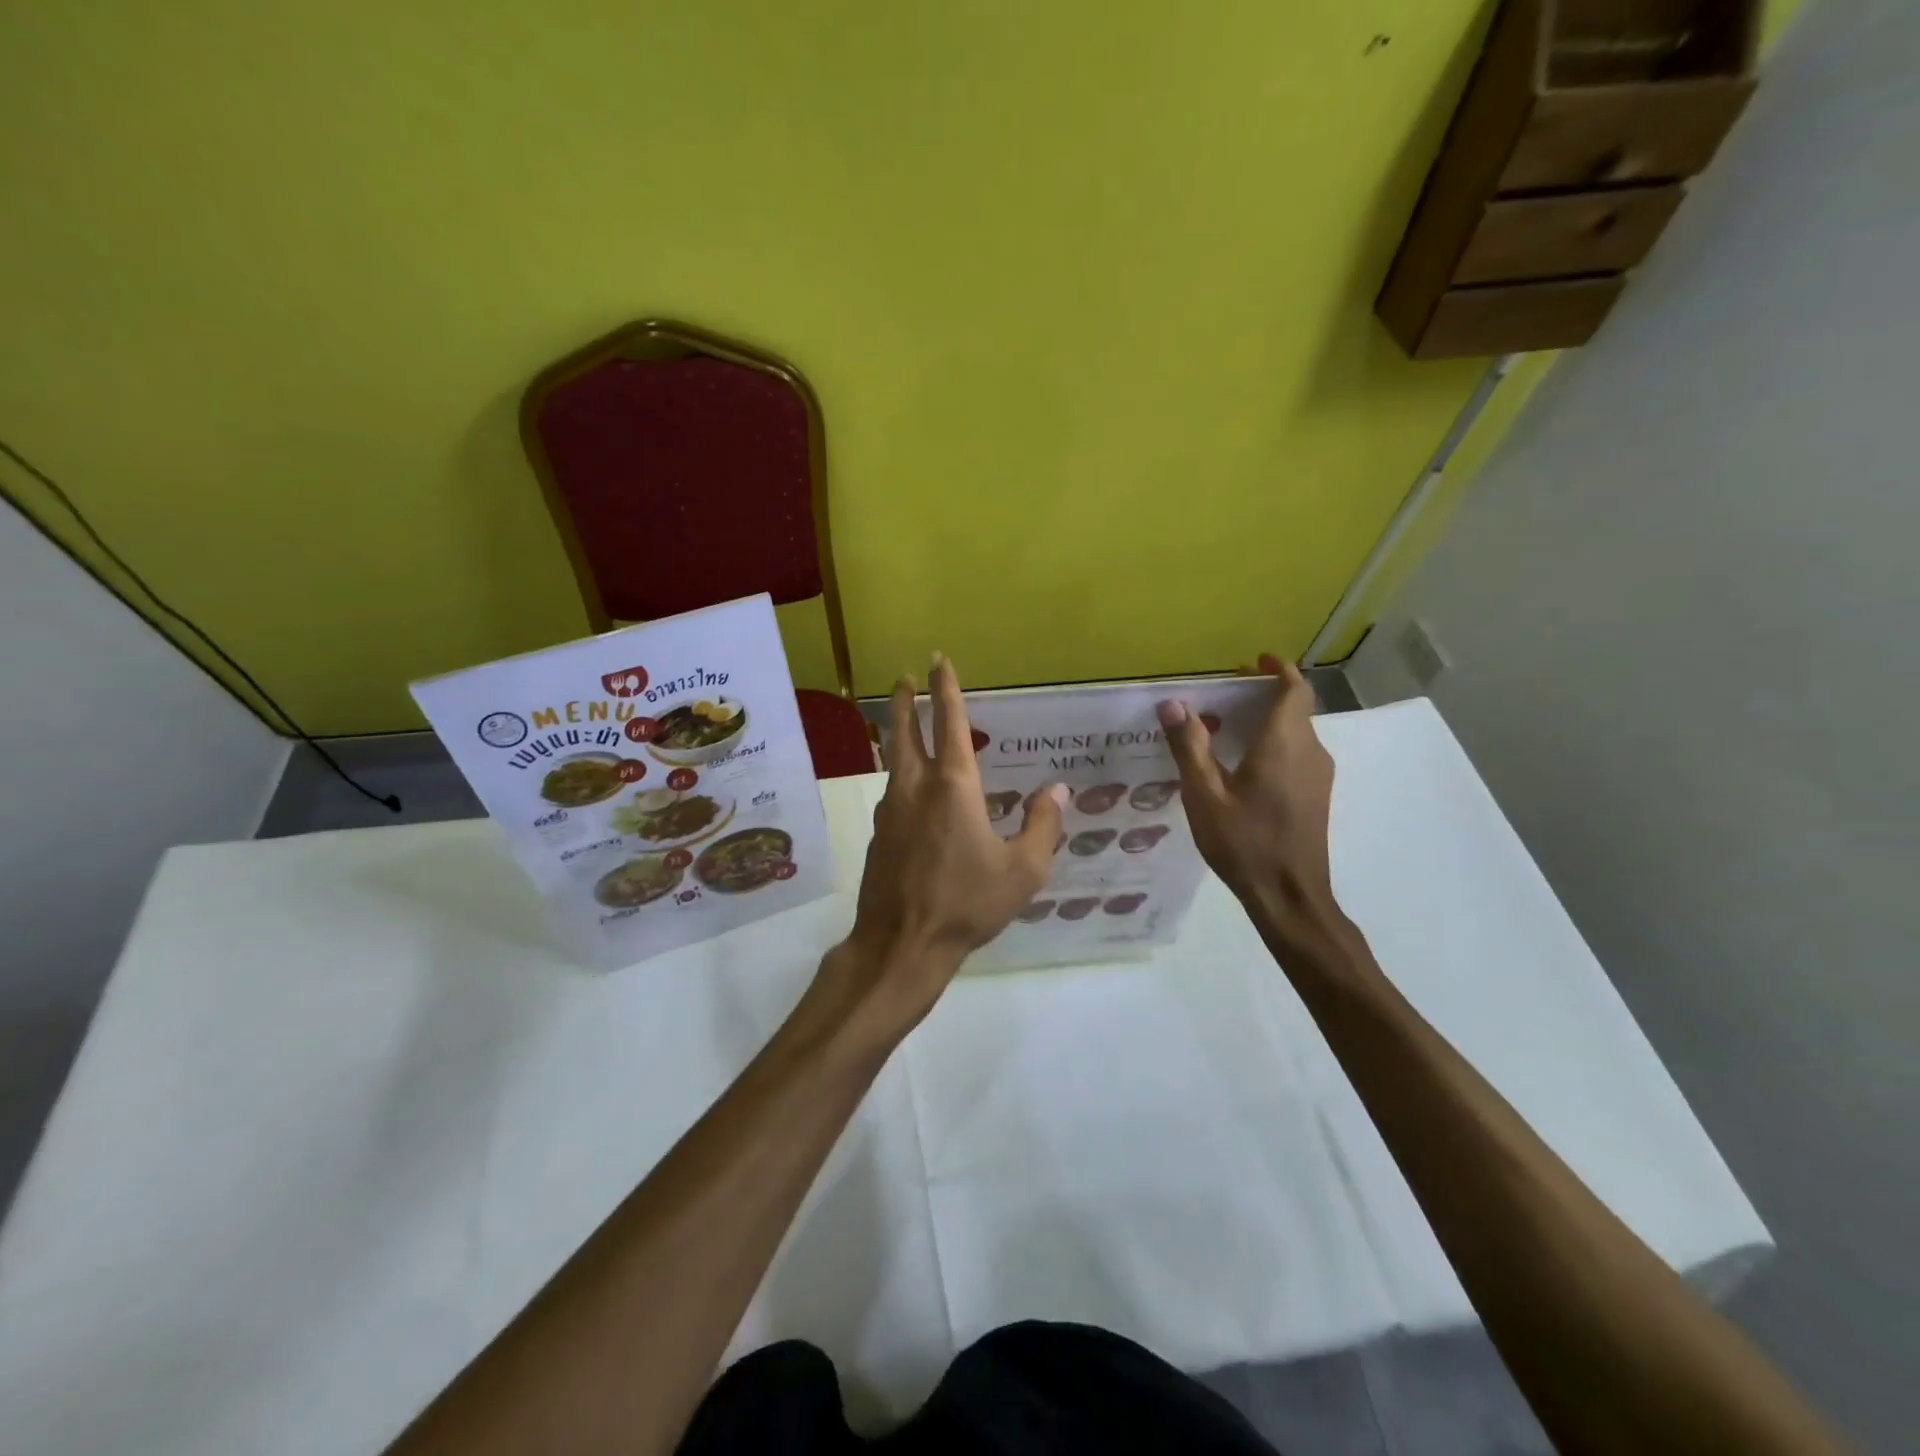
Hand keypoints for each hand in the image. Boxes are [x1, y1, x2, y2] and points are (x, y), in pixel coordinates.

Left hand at [818, 654, 1066, 1042]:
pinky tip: (915, 795)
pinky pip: (894, 793)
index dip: (946, 689)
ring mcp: (890, 810)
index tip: (938, 661)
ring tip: (910, 730)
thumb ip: (1042, 825)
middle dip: (906, 700)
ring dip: (899, 736)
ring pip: (894, 760)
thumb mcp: (1023, 870)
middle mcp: (916, 788)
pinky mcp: (879, 835)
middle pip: (904, 731)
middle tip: (905, 678)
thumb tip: (1056, 789)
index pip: (950, 723)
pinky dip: (903, 777)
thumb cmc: (967, 904)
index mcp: (953, 787)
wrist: (901, 944)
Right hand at [1157, 654, 1338, 932]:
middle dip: (1265, 694)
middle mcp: (1310, 751)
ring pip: (1297, 732)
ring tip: (1227, 729)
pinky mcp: (1317, 795)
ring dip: (1269, 721)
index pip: (1294, 689)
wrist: (1290, 895)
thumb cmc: (1244, 842)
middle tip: (1226, 696)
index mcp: (1284, 743)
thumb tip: (1173, 704)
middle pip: (1295, 708)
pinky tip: (1244, 766)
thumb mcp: (1204, 795)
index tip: (1255, 661)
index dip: (1279, 669)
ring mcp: (1318, 775)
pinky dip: (1275, 744)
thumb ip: (1190, 746)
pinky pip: (1298, 754)